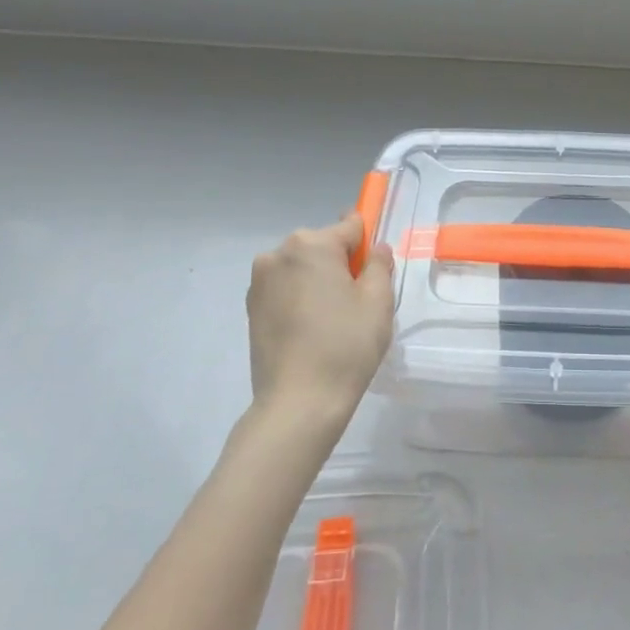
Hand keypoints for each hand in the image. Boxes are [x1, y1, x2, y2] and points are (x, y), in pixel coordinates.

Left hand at [246, 214, 393, 431]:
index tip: (375, 266)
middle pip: (323, 246)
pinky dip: (300, 299)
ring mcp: (259, 282)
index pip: (350, 227)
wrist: (298, 402)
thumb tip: (375, 248)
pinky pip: (285, 289)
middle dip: (341, 264)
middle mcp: (278, 254)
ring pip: (302, 268)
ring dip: (318, 282)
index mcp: (311, 245)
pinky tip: (311, 330)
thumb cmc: (345, 345)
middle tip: (357, 302)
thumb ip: (379, 265)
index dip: (367, 244)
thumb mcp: (377, 301)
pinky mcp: (250, 308)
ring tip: (333, 321)